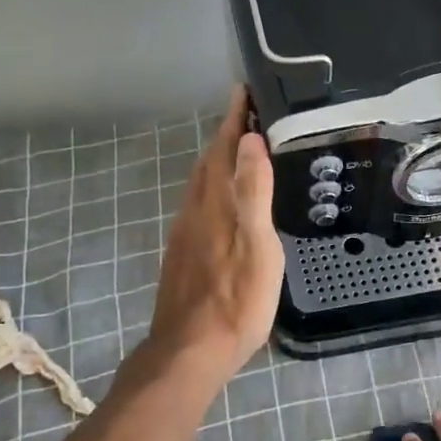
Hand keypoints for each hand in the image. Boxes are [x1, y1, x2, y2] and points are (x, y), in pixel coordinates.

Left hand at [146, 86, 283, 391]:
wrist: (191, 350)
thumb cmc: (236, 301)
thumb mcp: (257, 246)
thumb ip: (253, 193)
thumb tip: (249, 140)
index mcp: (215, 205)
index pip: (223, 149)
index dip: (233, 119)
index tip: (243, 90)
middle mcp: (194, 213)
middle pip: (208, 164)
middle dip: (225, 136)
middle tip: (245, 115)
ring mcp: (185, 235)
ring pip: (200, 186)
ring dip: (216, 162)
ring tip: (237, 151)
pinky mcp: (183, 256)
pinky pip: (197, 207)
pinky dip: (212, 189)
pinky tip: (221, 203)